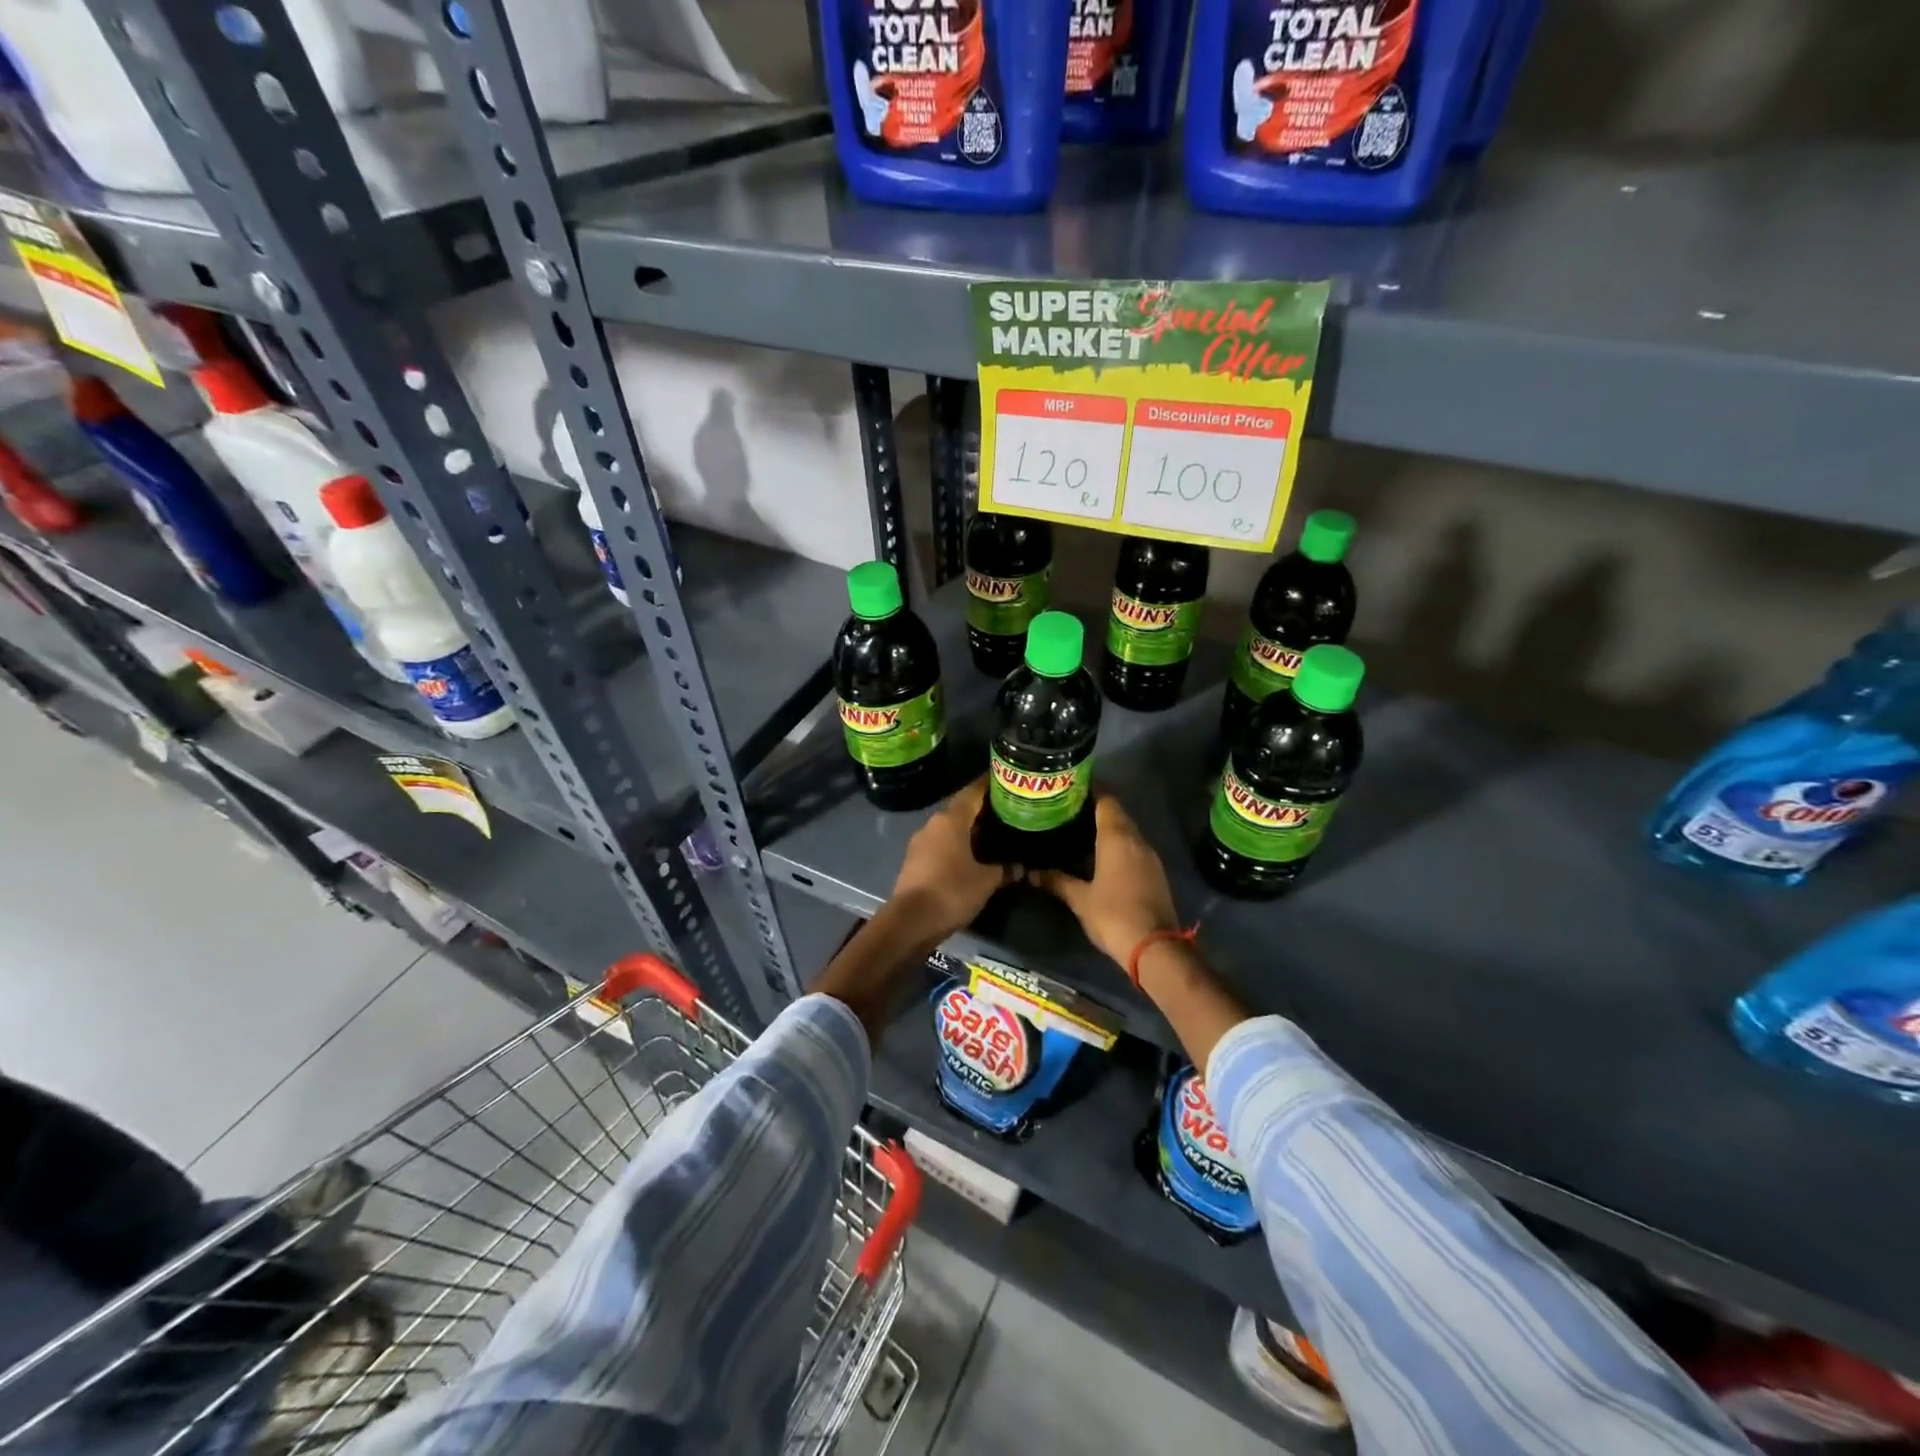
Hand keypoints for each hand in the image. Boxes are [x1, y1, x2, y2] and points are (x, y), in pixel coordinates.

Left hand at [889, 777, 1013, 942]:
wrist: (910, 921)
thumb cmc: (952, 891)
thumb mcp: (986, 881)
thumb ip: (1005, 870)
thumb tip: (1022, 867)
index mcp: (951, 820)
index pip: (973, 792)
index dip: (989, 785)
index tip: (1006, 781)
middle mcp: (933, 824)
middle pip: (961, 809)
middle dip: (983, 810)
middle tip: (1008, 811)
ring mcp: (921, 842)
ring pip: (950, 828)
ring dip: (970, 829)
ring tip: (995, 833)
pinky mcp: (915, 860)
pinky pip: (941, 844)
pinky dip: (958, 845)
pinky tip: (974, 855)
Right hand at [1031, 793, 1179, 966]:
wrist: (1154, 947)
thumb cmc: (1113, 915)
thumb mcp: (1079, 899)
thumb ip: (1055, 881)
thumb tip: (1030, 873)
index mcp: (1117, 837)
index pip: (1105, 799)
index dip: (1089, 790)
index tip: (1069, 788)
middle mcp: (1136, 839)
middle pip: (1116, 812)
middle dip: (1094, 808)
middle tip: (1067, 810)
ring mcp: (1149, 855)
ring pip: (1127, 830)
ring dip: (1107, 827)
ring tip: (1079, 830)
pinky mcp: (1155, 872)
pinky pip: (1134, 847)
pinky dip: (1118, 844)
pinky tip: (1100, 855)